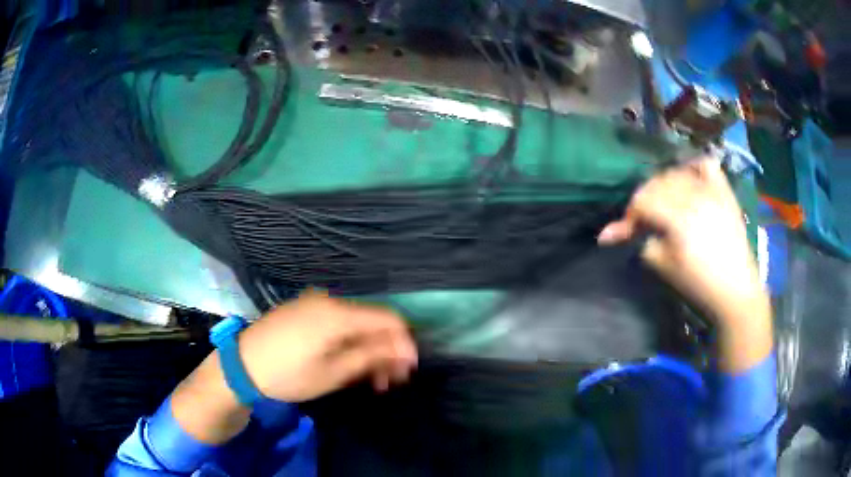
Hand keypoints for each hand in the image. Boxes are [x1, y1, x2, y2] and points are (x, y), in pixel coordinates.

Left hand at [171, 291, 416, 443]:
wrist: (241, 366)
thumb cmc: (288, 374)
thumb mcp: (332, 373)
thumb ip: (371, 357)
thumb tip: (404, 350)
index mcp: (338, 314)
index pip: (388, 319)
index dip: (404, 342)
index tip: (409, 369)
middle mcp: (329, 301)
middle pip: (372, 321)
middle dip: (387, 350)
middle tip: (390, 381)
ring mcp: (314, 304)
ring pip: (355, 324)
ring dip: (368, 349)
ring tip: (370, 379)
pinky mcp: (304, 310)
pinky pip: (337, 323)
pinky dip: (349, 342)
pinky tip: (348, 363)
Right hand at [598, 158, 771, 371]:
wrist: (736, 290)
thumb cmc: (699, 284)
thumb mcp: (665, 267)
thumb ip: (644, 242)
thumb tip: (627, 230)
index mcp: (678, 218)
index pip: (643, 200)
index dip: (630, 214)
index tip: (627, 230)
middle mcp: (695, 197)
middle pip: (657, 183)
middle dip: (644, 199)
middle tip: (643, 220)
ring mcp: (712, 191)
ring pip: (678, 173)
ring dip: (665, 185)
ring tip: (664, 203)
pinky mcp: (725, 192)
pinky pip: (707, 165)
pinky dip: (694, 168)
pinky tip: (689, 180)